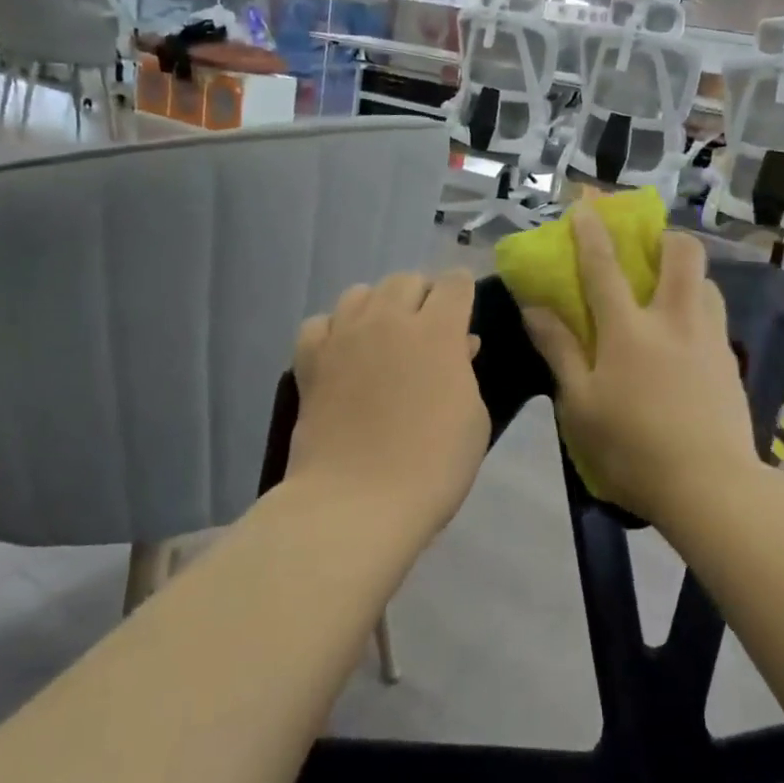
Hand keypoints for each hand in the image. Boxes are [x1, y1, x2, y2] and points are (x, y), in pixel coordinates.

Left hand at [286, 270, 488, 535]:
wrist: (357, 502)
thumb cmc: (433, 466)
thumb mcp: (473, 418)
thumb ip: (464, 371)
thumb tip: (458, 346)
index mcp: (438, 330)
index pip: (455, 283)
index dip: (464, 292)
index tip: (465, 313)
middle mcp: (389, 320)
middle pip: (405, 279)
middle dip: (422, 296)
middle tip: (427, 331)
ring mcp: (344, 337)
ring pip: (360, 293)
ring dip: (378, 307)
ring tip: (383, 338)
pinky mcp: (310, 361)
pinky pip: (319, 323)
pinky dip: (334, 330)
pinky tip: (342, 354)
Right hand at [520, 207, 763, 524]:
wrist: (710, 486)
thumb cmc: (632, 449)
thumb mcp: (579, 405)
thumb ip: (559, 351)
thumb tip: (535, 308)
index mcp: (629, 330)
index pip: (604, 267)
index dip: (591, 232)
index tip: (585, 206)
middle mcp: (674, 320)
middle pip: (682, 255)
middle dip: (666, 237)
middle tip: (649, 249)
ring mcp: (710, 338)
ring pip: (707, 282)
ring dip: (688, 275)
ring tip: (669, 295)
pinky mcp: (731, 361)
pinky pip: (717, 316)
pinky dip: (700, 309)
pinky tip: (688, 340)